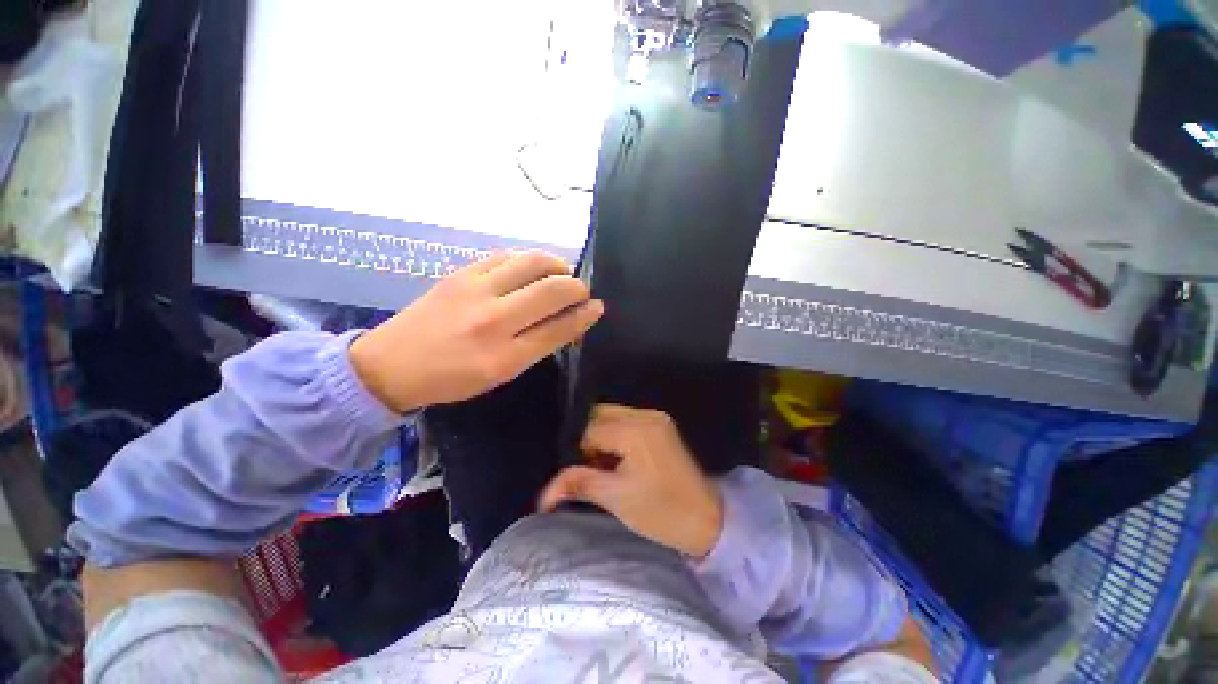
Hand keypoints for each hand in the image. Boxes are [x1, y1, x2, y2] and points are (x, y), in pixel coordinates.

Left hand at [350, 252, 602, 412]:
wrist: (391, 365)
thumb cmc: (452, 379)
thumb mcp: (501, 374)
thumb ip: (537, 346)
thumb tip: (569, 320)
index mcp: (505, 357)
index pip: (560, 328)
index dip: (585, 315)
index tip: (598, 306)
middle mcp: (493, 320)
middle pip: (552, 290)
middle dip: (577, 287)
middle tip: (581, 290)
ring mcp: (475, 291)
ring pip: (532, 263)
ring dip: (556, 265)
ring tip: (561, 274)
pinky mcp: (460, 273)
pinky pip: (506, 256)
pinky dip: (527, 259)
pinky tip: (530, 269)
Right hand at [538, 405, 723, 558]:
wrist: (708, 520)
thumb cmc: (662, 513)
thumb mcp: (616, 499)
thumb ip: (579, 484)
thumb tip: (544, 494)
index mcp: (635, 430)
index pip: (589, 429)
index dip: (577, 451)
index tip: (577, 473)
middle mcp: (645, 415)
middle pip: (600, 416)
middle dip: (588, 440)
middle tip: (590, 469)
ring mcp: (656, 418)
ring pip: (612, 417)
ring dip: (601, 438)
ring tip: (604, 467)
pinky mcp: (661, 426)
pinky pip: (627, 422)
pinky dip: (616, 437)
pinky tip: (618, 460)